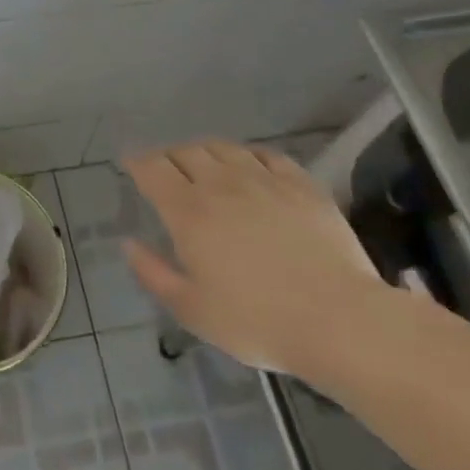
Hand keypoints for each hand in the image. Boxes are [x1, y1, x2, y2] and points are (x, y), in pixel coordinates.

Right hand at [122, 139, 383, 372]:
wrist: (339, 320)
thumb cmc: (256, 321)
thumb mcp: (192, 310)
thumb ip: (154, 274)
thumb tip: (130, 244)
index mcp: (188, 212)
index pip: (152, 169)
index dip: (136, 161)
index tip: (130, 163)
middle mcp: (221, 185)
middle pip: (186, 151)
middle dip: (168, 156)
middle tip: (165, 170)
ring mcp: (265, 181)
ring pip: (224, 148)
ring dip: (205, 151)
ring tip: (203, 164)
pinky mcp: (302, 185)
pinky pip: (267, 155)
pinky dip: (248, 154)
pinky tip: (250, 165)